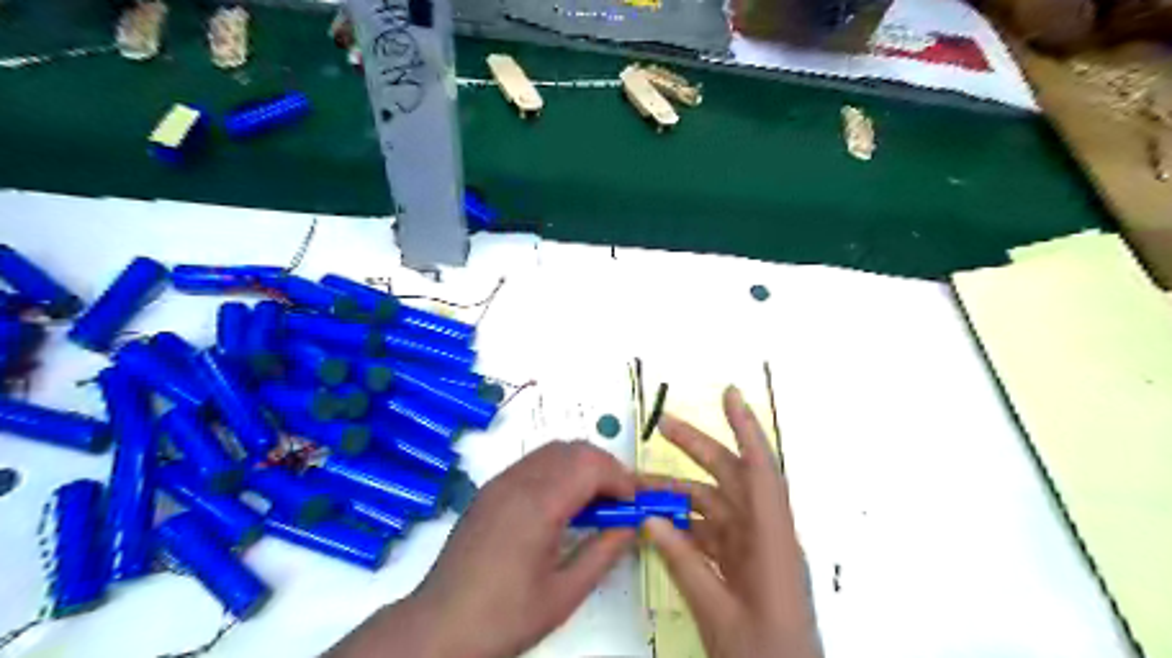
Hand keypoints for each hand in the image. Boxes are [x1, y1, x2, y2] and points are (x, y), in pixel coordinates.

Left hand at [328, 439, 636, 657]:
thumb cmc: (504, 617)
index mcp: (538, 505)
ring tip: (595, 502)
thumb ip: (603, 553)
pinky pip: (534, 462)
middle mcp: (518, 481)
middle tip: (620, 501)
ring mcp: (500, 481)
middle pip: (574, 449)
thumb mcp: (564, 594)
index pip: (591, 466)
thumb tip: (631, 526)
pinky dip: (560, 469)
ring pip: (554, 450)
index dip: (621, 478)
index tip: (636, 502)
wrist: (438, 627)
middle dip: (606, 467)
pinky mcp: (490, 489)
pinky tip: (563, 503)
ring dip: (582, 465)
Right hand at [641, 389, 821, 657]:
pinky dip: (684, 526)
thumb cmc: (765, 655)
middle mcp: (766, 535)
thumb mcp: (718, 611)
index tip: (729, 395)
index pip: (760, 470)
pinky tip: (658, 524)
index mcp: (773, 540)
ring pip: (713, 507)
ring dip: (679, 495)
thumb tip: (649, 519)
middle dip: (698, 449)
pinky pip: (710, 534)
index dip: (745, 428)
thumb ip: (684, 563)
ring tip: (640, 488)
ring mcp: (753, 551)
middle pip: (731, 478)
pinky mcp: (742, 567)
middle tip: (663, 427)